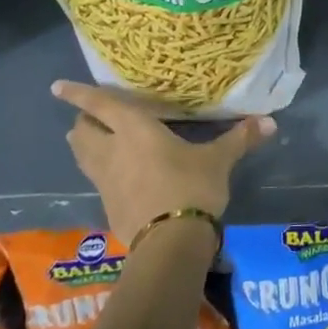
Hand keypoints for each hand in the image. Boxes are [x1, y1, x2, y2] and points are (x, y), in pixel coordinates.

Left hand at [52, 82, 274, 247]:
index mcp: (134, 130)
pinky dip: (100, 169)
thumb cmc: (191, 187)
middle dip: (83, 121)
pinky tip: (118, 173)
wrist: (170, 242)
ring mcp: (105, 181)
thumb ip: (239, 139)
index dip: (78, 94)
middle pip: (82, 131)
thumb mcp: (218, 160)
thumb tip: (270, 123)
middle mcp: (112, 151)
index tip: (57, 86)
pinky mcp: (108, 205)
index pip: (99, 106)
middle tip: (94, 115)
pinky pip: (96, 179)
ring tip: (97, 139)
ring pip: (82, 156)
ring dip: (85, 145)